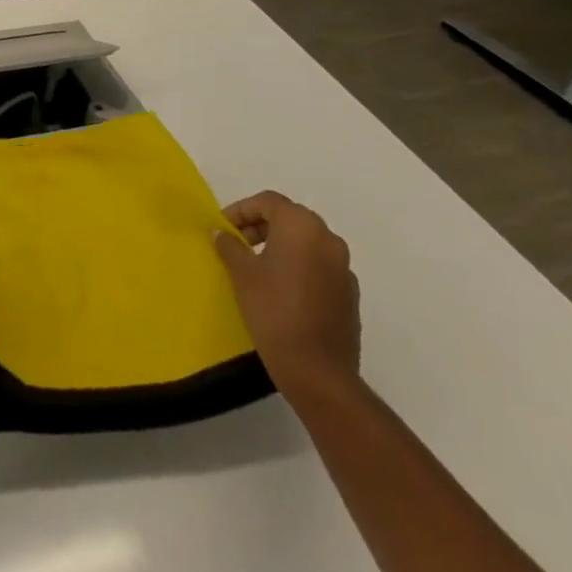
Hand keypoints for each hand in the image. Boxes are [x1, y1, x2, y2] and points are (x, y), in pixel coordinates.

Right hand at [214, 191, 360, 401]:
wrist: (317, 370)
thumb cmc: (274, 310)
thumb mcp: (242, 273)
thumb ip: (230, 246)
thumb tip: (222, 233)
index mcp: (302, 226)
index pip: (269, 202)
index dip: (241, 210)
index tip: (223, 228)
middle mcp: (328, 239)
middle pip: (290, 218)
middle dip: (260, 225)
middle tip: (236, 243)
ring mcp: (343, 268)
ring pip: (307, 243)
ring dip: (280, 245)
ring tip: (255, 266)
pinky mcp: (349, 294)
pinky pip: (319, 267)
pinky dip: (298, 267)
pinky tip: (281, 290)